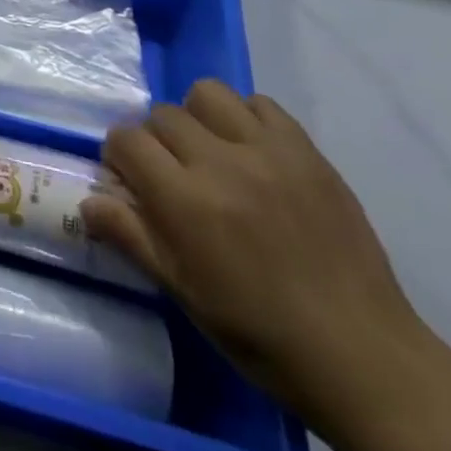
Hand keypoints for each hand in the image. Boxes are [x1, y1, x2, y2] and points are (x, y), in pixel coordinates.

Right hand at [82, 81, 436, 431]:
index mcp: (186, 201)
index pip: (126, 140)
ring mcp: (269, 151)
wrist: (363, 357)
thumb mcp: (183, 292)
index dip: (119, 157)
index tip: (131, 181)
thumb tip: (88, 201)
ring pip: (207, 94)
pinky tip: (253, 153)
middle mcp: (222, 162)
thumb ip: (131, 236)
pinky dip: (247, 119)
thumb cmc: (260, 333)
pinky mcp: (307, 152)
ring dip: (198, 117)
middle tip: (173, 175)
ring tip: (211, 152)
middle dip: (155, 140)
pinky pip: (262, 104)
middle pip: (162, 115)